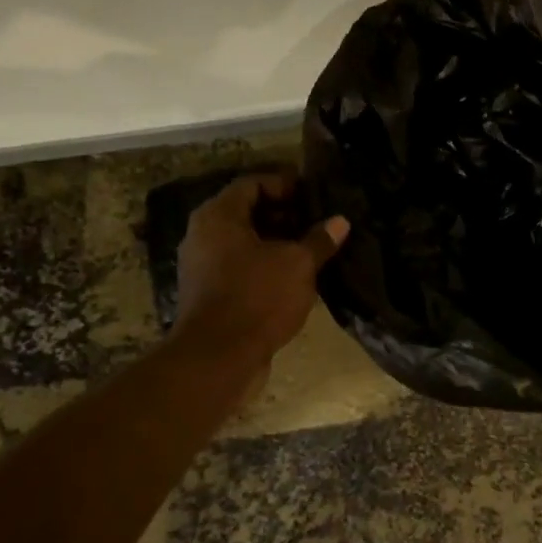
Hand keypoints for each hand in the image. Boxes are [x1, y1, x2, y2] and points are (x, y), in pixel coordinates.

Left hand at [173, 172, 348, 373]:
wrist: (217, 359)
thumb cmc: (257, 297)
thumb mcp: (297, 264)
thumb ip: (319, 240)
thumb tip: (340, 222)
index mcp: (218, 216)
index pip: (252, 183)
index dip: (284, 184)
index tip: (313, 194)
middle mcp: (203, 235)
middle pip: (246, 212)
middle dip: (283, 214)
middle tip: (317, 220)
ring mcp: (202, 267)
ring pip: (244, 243)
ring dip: (276, 243)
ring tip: (312, 248)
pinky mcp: (208, 295)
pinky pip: (240, 268)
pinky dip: (265, 266)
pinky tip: (295, 277)